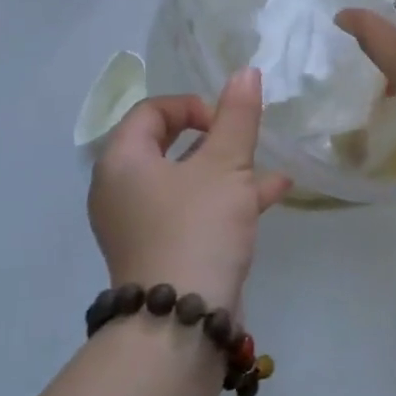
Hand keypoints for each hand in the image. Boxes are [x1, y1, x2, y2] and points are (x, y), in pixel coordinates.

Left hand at [87, 70, 291, 310]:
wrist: (180, 324)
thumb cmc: (197, 227)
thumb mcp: (225, 166)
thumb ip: (237, 117)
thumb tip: (245, 71)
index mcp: (123, 162)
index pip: (150, 111)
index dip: (191, 106)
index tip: (224, 122)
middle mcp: (122, 190)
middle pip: (168, 145)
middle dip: (215, 138)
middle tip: (243, 140)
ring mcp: (140, 225)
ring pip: (187, 180)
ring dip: (228, 169)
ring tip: (267, 166)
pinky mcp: (162, 251)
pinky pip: (193, 211)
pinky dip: (226, 199)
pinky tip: (272, 193)